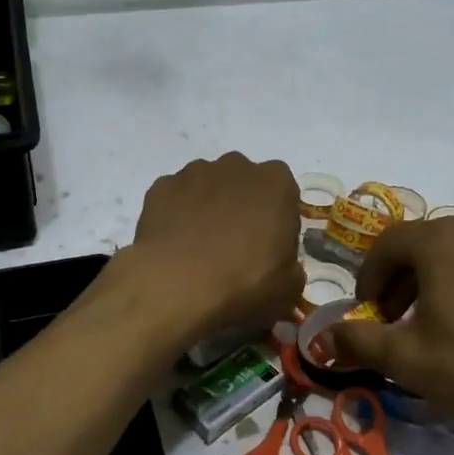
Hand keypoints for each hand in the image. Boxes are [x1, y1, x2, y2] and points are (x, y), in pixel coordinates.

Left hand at [124, 153, 303, 343]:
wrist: (176, 285)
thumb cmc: (244, 282)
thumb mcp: (288, 288)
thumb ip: (291, 269)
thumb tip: (283, 269)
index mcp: (276, 182)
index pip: (284, 192)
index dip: (277, 219)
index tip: (270, 246)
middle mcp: (237, 166)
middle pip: (244, 183)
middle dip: (242, 206)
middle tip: (236, 246)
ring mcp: (195, 172)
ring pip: (208, 186)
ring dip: (209, 207)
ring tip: (201, 247)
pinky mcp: (161, 186)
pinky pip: (176, 198)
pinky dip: (177, 215)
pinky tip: (175, 244)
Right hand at [328, 219, 453, 449]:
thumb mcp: (406, 359)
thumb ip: (358, 341)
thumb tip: (325, 336)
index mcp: (442, 241)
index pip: (388, 243)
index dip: (369, 276)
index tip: (367, 312)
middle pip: (426, 246)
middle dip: (401, 281)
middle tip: (396, 321)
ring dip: (438, 284)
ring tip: (438, 326)